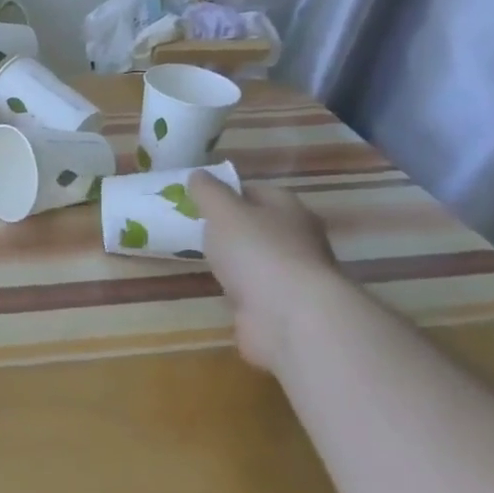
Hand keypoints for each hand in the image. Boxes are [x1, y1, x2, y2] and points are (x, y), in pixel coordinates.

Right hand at [191, 172, 339, 374]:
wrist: (289, 317)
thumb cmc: (257, 251)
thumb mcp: (222, 211)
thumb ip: (208, 192)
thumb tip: (198, 174)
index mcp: (288, 209)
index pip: (256, 191)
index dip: (228, 192)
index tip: (198, 200)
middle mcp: (297, 239)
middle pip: (259, 226)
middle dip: (231, 227)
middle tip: (195, 228)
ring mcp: (292, 276)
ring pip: (256, 259)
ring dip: (235, 261)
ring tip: (201, 259)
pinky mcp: (283, 307)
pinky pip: (254, 290)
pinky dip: (238, 290)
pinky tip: (217, 289)